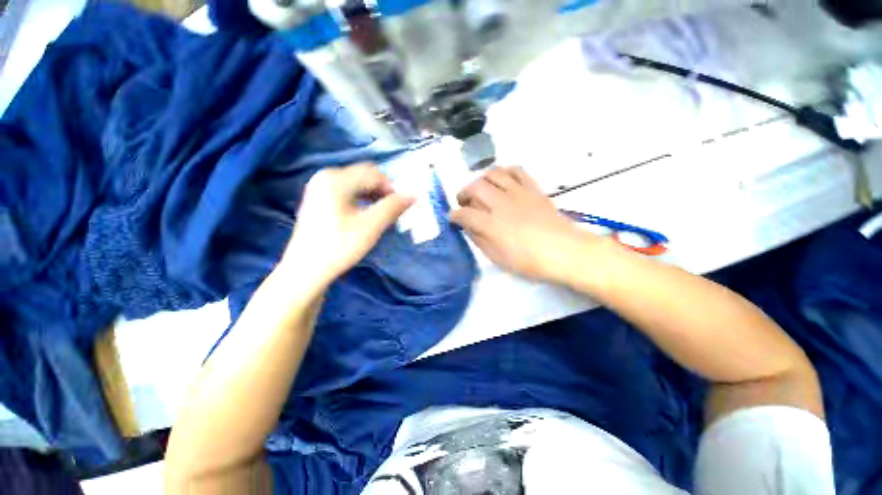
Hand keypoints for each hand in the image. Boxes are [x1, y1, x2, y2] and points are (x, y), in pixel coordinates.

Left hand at [280, 164, 413, 285]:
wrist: (305, 270)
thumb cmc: (339, 247)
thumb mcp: (370, 226)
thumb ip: (393, 207)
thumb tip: (413, 195)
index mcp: (336, 179)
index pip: (374, 174)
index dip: (392, 188)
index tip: (404, 206)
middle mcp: (326, 177)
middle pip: (365, 177)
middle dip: (384, 192)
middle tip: (395, 212)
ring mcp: (320, 188)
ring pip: (357, 185)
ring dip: (374, 196)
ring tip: (384, 215)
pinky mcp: (320, 199)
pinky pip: (348, 192)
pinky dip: (363, 200)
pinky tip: (369, 215)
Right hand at [451, 166, 597, 282]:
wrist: (563, 251)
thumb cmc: (529, 261)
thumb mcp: (497, 257)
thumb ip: (479, 240)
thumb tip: (468, 227)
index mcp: (490, 225)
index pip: (464, 214)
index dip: (454, 215)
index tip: (453, 218)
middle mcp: (500, 204)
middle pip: (474, 187)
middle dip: (464, 193)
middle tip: (464, 202)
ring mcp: (517, 193)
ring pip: (493, 174)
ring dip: (481, 180)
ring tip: (481, 189)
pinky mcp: (532, 188)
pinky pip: (515, 171)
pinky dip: (504, 172)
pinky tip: (502, 181)